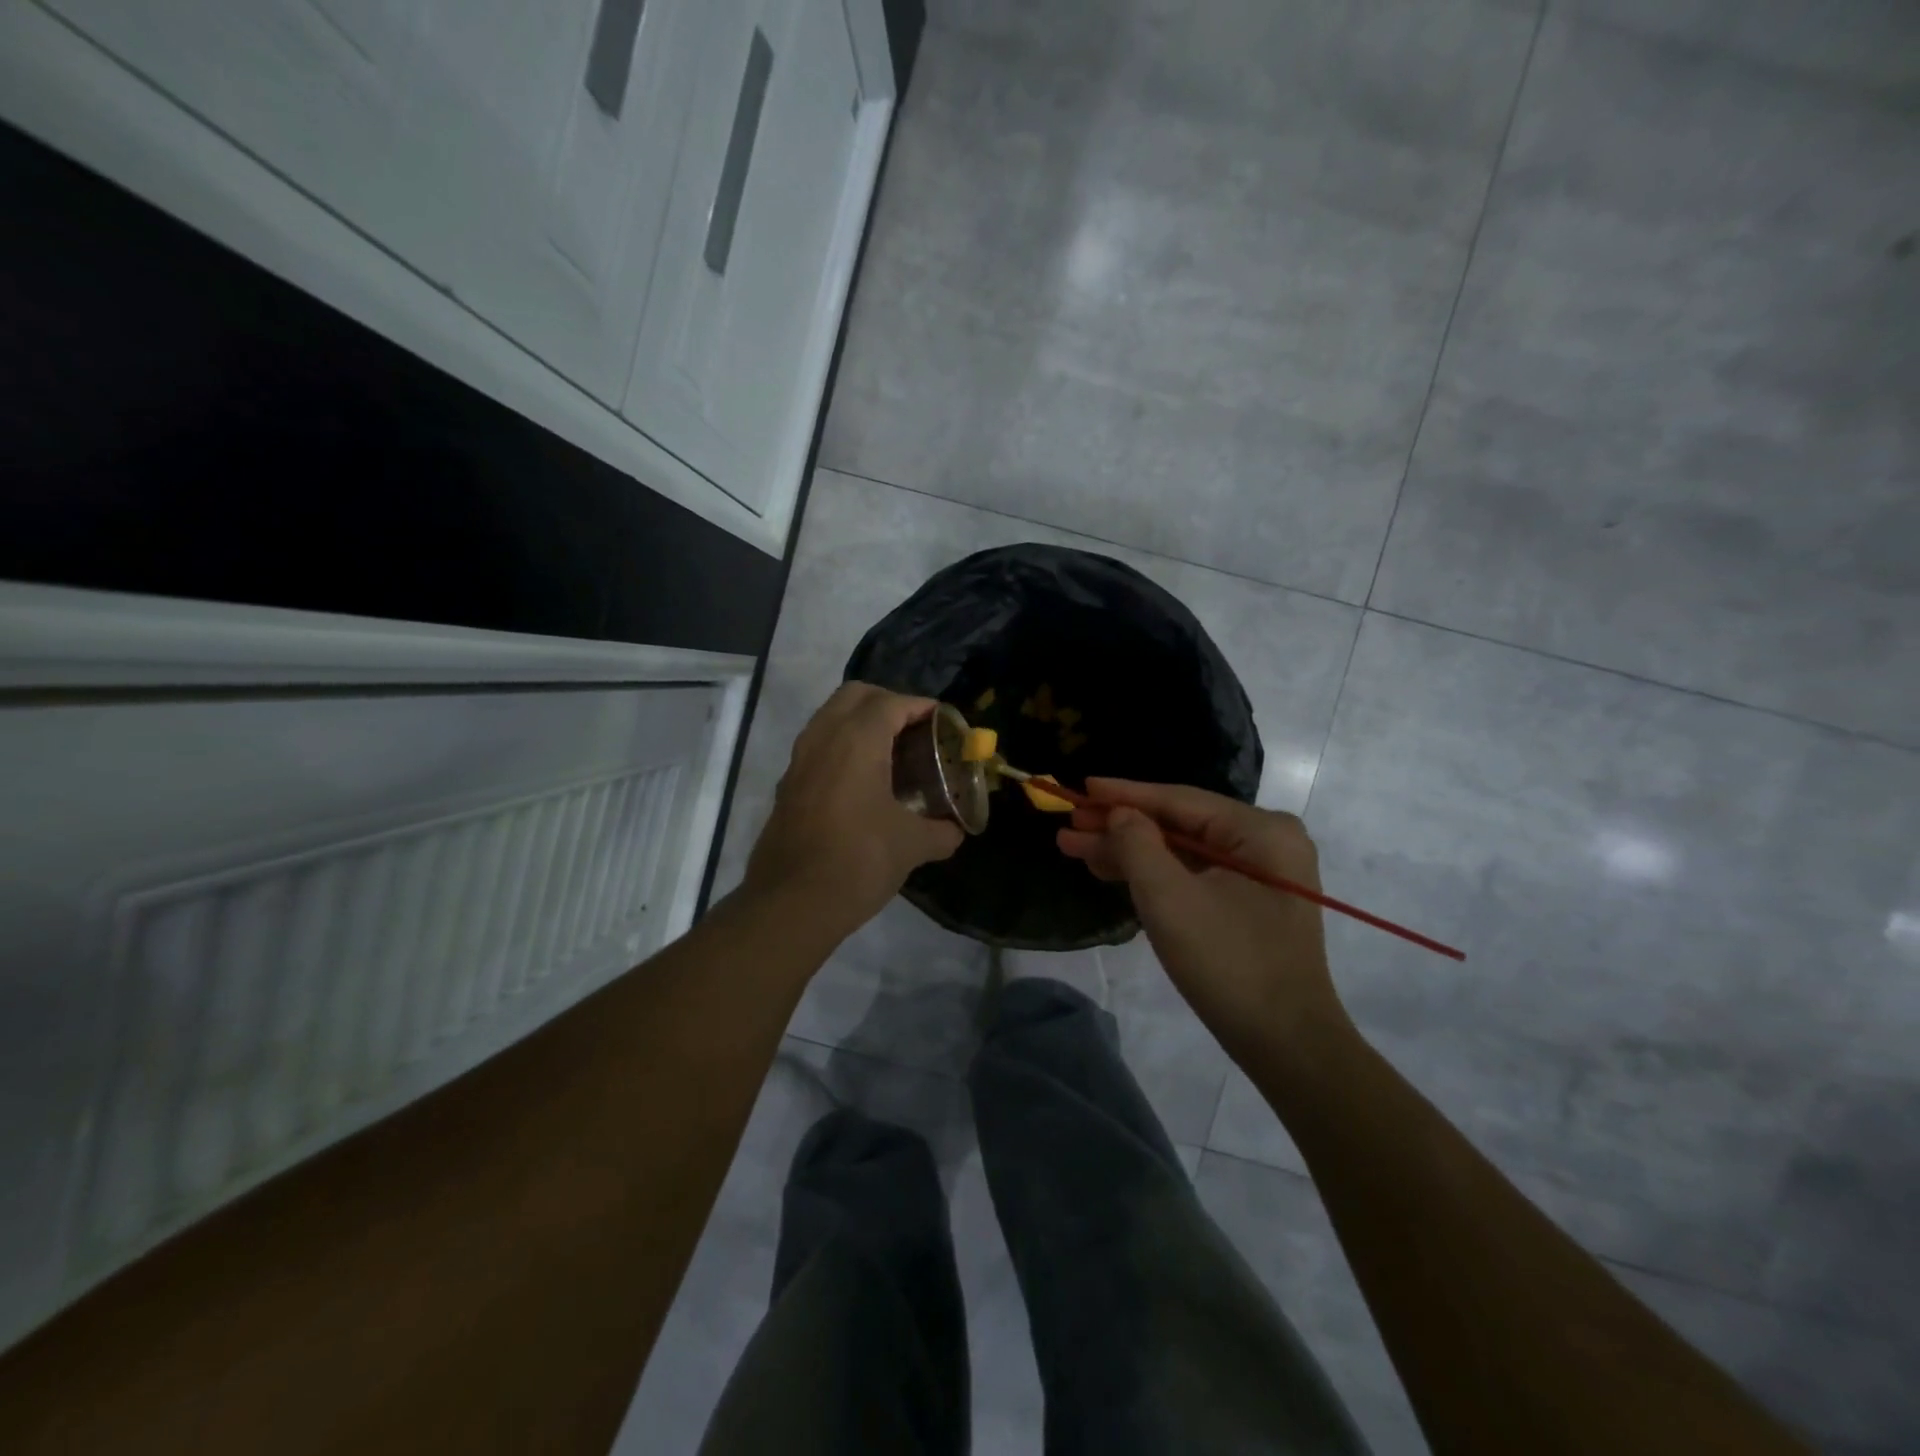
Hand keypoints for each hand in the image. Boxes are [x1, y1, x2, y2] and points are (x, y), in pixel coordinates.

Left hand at [743, 684, 963, 935]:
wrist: (792, 903)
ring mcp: (799, 760)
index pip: (892, 703)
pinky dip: (842, 746)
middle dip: (888, 703)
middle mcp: (823, 738)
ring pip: (830, 717)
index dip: (921, 706)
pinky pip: (818, 745)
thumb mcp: (912, 846)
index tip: (944, 721)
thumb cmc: (859, 861)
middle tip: (915, 729)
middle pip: (856, 695)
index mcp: (857, 741)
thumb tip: (955, 831)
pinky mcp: (788, 785)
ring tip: (891, 751)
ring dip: (861, 722)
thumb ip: (941, 832)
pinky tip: (863, 781)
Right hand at [1057, 779, 1351, 1058]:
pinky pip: (1193, 876)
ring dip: (1130, 852)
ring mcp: (1261, 875)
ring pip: (1182, 851)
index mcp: (1261, 830)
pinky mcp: (1250, 904)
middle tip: (1069, 827)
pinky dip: (1154, 875)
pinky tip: (1113, 871)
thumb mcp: (1170, 898)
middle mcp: (1266, 843)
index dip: (1124, 794)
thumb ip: (1137, 844)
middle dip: (1120, 827)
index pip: (1179, 799)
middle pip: (1179, 824)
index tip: (1081, 787)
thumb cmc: (1229, 963)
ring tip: (1076, 849)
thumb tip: (1120, 814)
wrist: (1286, 1045)